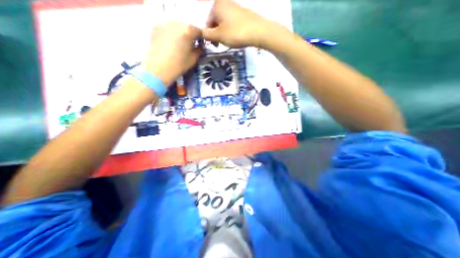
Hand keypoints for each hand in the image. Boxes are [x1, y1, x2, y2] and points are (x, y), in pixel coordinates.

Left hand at [143, 21, 201, 85]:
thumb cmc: (179, 65)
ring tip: (179, 44)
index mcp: (188, 31)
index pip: (199, 31)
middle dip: (190, 35)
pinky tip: (170, 43)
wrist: (159, 68)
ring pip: (177, 26)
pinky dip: (171, 33)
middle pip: (187, 27)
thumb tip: (200, 47)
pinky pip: (167, 28)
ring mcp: (165, 24)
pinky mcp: (156, 27)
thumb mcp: (193, 59)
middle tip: (190, 45)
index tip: (201, 46)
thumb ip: (199, 50)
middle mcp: (177, 23)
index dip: (201, 39)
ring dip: (181, 33)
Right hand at [203, 0, 273, 48]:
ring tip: (230, 41)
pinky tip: (236, 36)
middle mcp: (224, 2)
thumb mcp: (219, 36)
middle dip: (217, 34)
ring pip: (224, 23)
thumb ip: (208, 35)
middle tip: (222, 44)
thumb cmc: (236, 33)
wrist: (258, 31)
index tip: (215, 45)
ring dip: (224, 33)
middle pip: (216, 21)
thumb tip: (202, 33)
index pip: (207, 22)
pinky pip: (232, 22)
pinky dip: (231, 30)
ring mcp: (234, 6)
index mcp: (216, 5)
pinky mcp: (242, 13)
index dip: (210, 36)